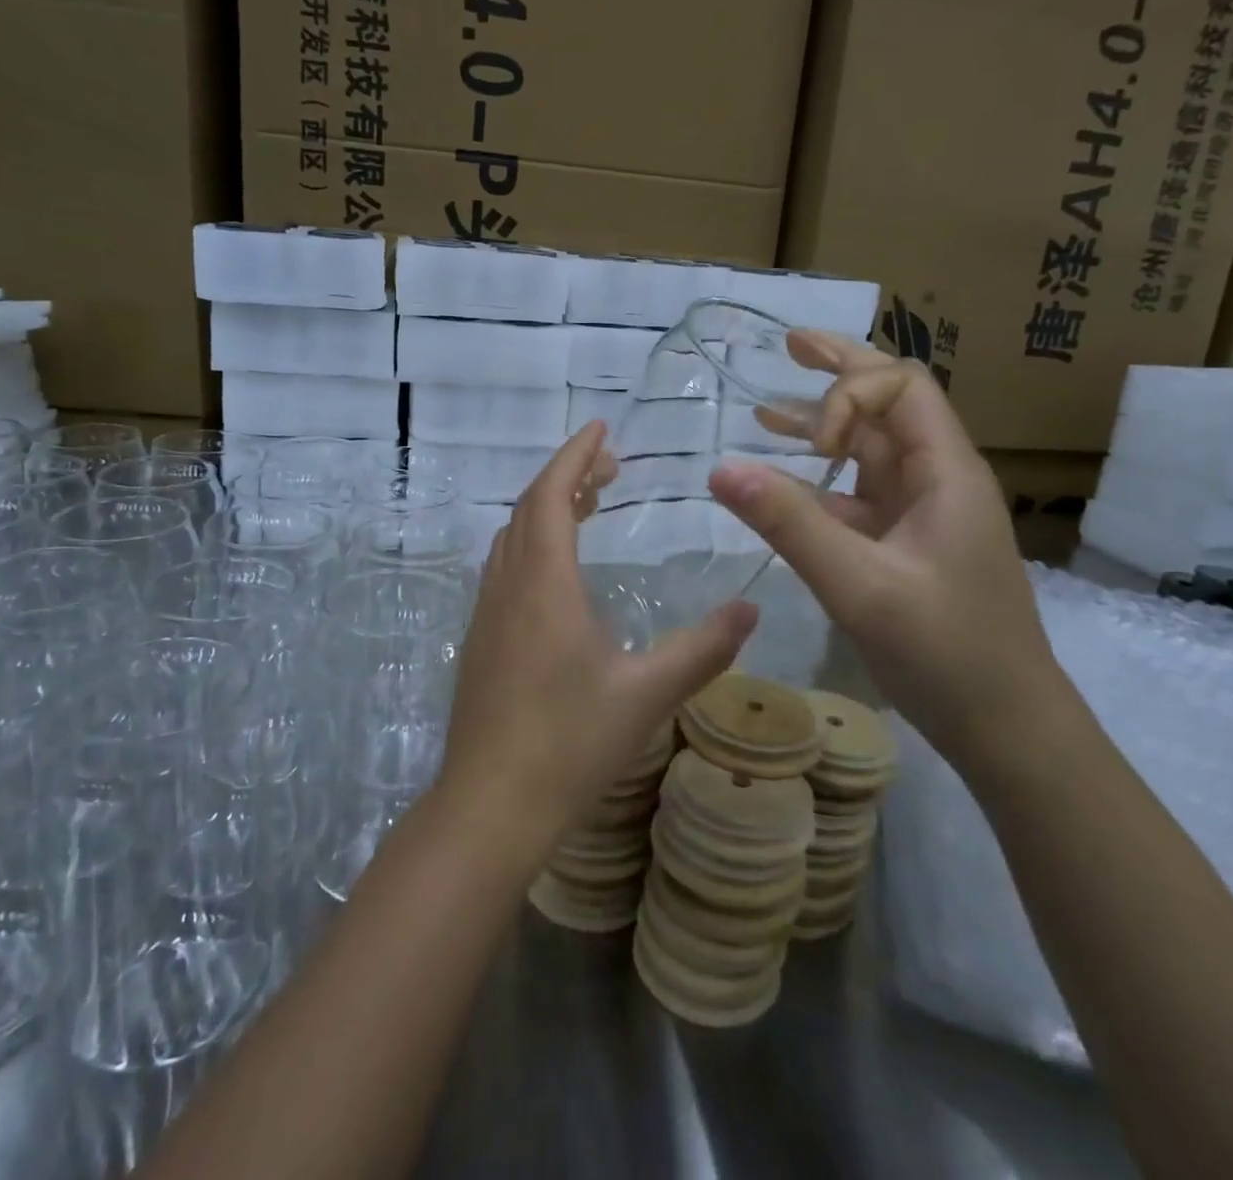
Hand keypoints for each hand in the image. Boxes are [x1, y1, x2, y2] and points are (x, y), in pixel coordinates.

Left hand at [439, 422, 758, 859]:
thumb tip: (752, 610)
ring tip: (589, 502)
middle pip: (530, 507)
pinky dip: (532, 541)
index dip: (575, 455)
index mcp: (544, 582)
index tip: (601, 429)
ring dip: (547, 507)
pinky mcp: (480, 638)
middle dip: (566, 475)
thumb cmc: (570, 743)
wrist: (491, 804)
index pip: (553, 495)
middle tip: (609, 465)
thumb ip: (703, 648)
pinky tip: (558, 567)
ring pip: (513, 536)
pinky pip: (505, 565)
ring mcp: (487, 611)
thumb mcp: (647, 693)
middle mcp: (508, 584)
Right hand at [708, 332, 1074, 768]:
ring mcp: (921, 515)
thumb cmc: (946, 651)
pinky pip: (858, 498)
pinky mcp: (905, 546)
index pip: (901, 387)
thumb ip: (790, 524)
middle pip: (890, 404)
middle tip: (788, 344)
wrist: (1005, 727)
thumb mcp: (860, 585)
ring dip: (823, 427)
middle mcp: (937, 480)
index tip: (814, 447)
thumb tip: (721, 469)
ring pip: (871, 451)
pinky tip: (781, 489)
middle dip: (839, 372)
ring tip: (767, 409)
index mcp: (946, 471)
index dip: (848, 396)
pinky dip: (819, 484)